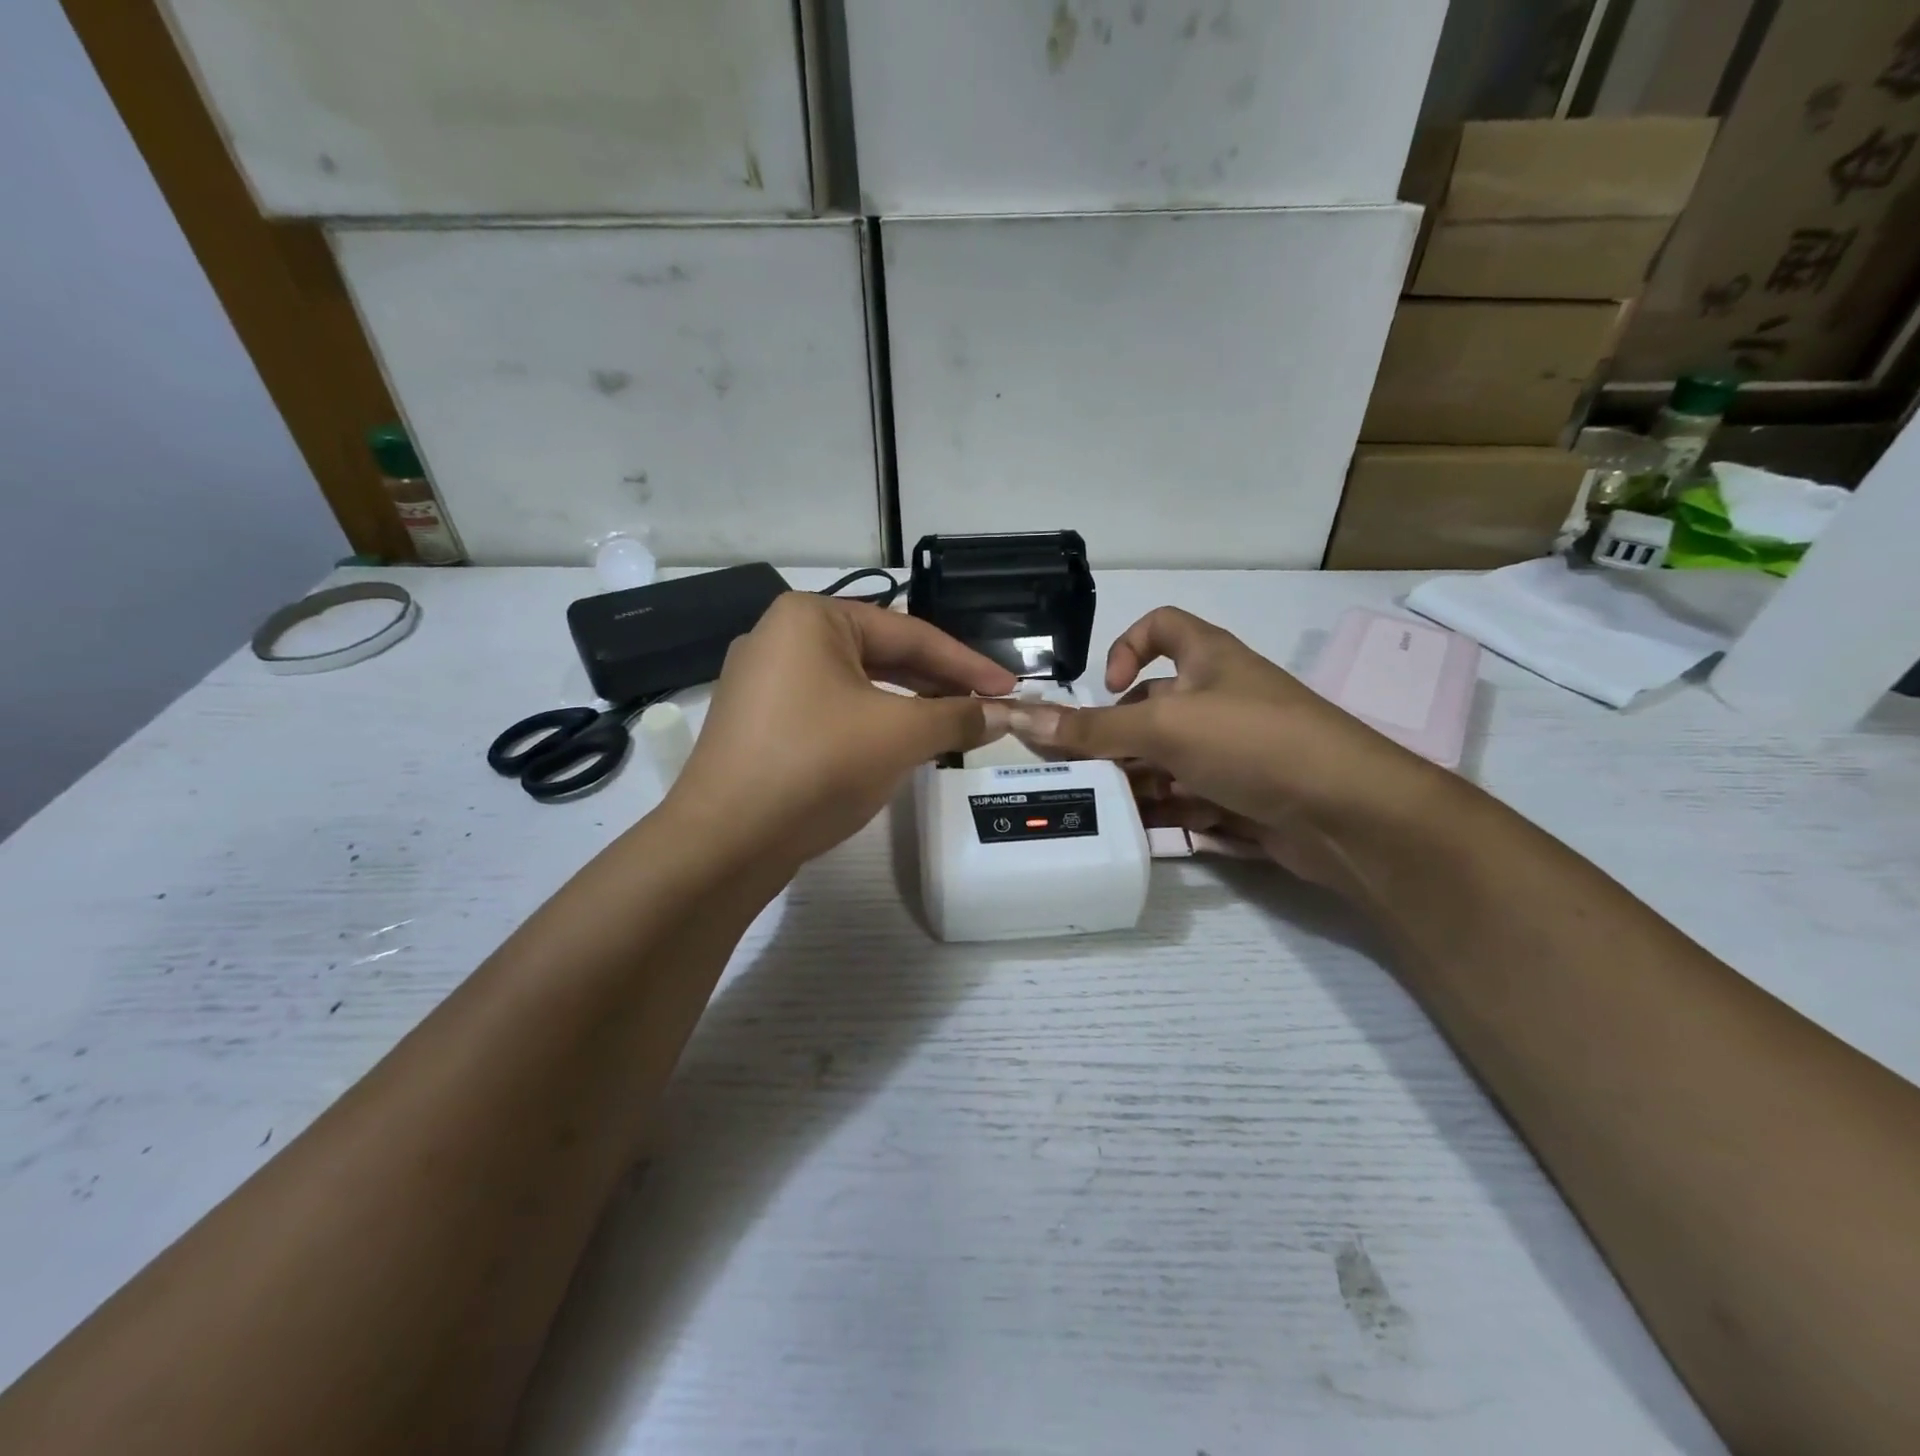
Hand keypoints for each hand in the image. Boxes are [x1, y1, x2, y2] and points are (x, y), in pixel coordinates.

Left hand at [664, 593, 1017, 870]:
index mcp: (810, 617)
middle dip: (936, 683)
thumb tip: (1004, 714)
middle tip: (985, 707)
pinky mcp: (759, 722)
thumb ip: (957, 717)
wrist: (725, 841)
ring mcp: (763, 681)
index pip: (909, 633)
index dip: (966, 663)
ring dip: (906, 705)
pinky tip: (898, 744)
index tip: (1010, 687)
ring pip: (855, 685)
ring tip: (950, 725)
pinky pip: (829, 710)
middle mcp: (780, 637)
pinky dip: (870, 723)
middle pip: (880, 654)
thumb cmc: (817, 765)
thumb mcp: (899, 735)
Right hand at [1000, 607, 1449, 894]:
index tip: (1106, 687)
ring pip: (1169, 758)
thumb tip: (1020, 717)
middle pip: (1154, 706)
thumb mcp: (1165, 726)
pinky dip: (1165, 810)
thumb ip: (1092, 728)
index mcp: (1209, 659)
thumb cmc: (1254, 742)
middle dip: (1118, 737)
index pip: (1162, 626)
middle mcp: (1222, 698)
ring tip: (1106, 808)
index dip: (1127, 645)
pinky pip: (1191, 795)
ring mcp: (1236, 750)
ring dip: (1137, 780)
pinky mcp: (1245, 794)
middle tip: (1084, 770)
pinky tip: (1140, 833)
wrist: (1351, 814)